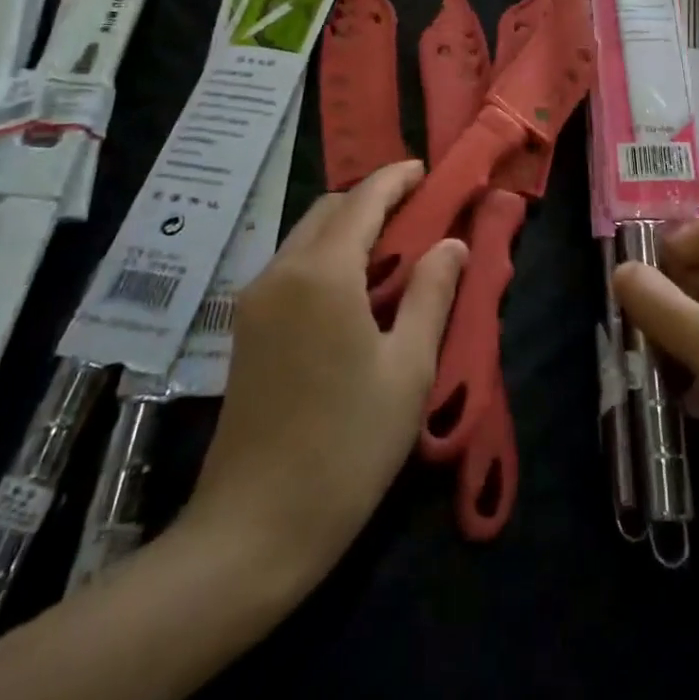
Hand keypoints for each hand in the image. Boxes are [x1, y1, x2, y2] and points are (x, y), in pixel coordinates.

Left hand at [168, 161, 466, 593]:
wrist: (253, 529)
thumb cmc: (346, 447)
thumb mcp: (408, 369)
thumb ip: (432, 294)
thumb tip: (451, 244)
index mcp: (323, 274)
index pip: (363, 201)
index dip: (396, 179)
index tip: (426, 169)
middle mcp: (281, 272)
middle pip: (329, 210)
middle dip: (372, 198)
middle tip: (417, 210)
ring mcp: (256, 300)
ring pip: (306, 235)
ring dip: (348, 226)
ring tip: (394, 245)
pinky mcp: (246, 328)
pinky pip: (292, 266)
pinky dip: (328, 254)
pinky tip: (356, 284)